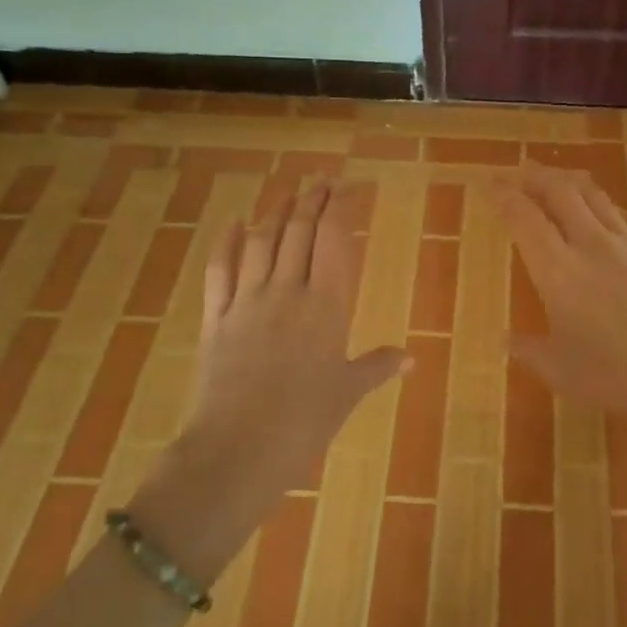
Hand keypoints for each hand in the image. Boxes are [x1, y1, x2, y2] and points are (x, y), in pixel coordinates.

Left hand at [144, 183, 407, 574]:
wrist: (237, 448)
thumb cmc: (305, 422)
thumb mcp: (348, 393)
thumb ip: (377, 366)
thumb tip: (410, 358)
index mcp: (326, 305)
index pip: (333, 239)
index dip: (339, 207)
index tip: (347, 185)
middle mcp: (286, 291)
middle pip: (298, 231)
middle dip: (312, 199)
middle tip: (322, 178)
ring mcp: (247, 301)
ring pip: (262, 241)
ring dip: (276, 211)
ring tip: (289, 192)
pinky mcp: (216, 318)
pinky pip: (220, 270)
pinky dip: (228, 242)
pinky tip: (236, 223)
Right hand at [490, 166, 626, 444]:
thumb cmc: (619, 376)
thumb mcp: (562, 372)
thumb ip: (530, 352)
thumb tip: (506, 341)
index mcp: (558, 271)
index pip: (525, 219)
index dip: (506, 196)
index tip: (493, 185)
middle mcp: (592, 245)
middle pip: (560, 193)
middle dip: (537, 176)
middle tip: (522, 170)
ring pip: (596, 197)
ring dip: (572, 182)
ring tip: (560, 179)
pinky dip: (608, 207)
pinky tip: (608, 212)